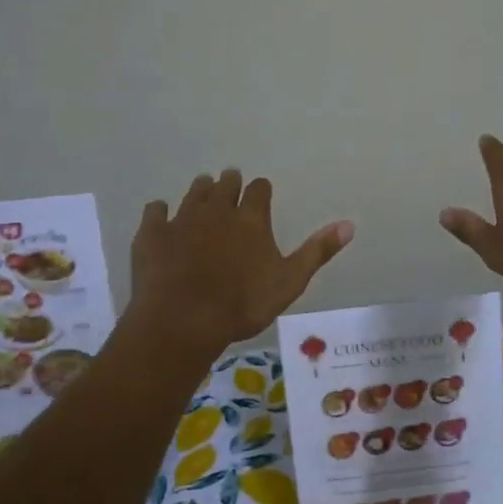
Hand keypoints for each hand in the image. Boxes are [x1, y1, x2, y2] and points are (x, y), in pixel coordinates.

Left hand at [129, 169, 353, 354]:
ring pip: (194, 192)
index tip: (260, 194)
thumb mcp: (289, 282)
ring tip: (204, 193)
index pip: (259, 189)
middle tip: (231, 186)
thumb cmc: (243, 305)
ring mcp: (182, 219)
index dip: (261, 190)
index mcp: (251, 219)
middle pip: (225, 184)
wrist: (183, 320)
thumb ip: (317, 251)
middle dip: (230, 183)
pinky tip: (162, 217)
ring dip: (201, 190)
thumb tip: (349, 224)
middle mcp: (217, 210)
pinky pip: (155, 210)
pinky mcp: (152, 233)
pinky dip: (161, 211)